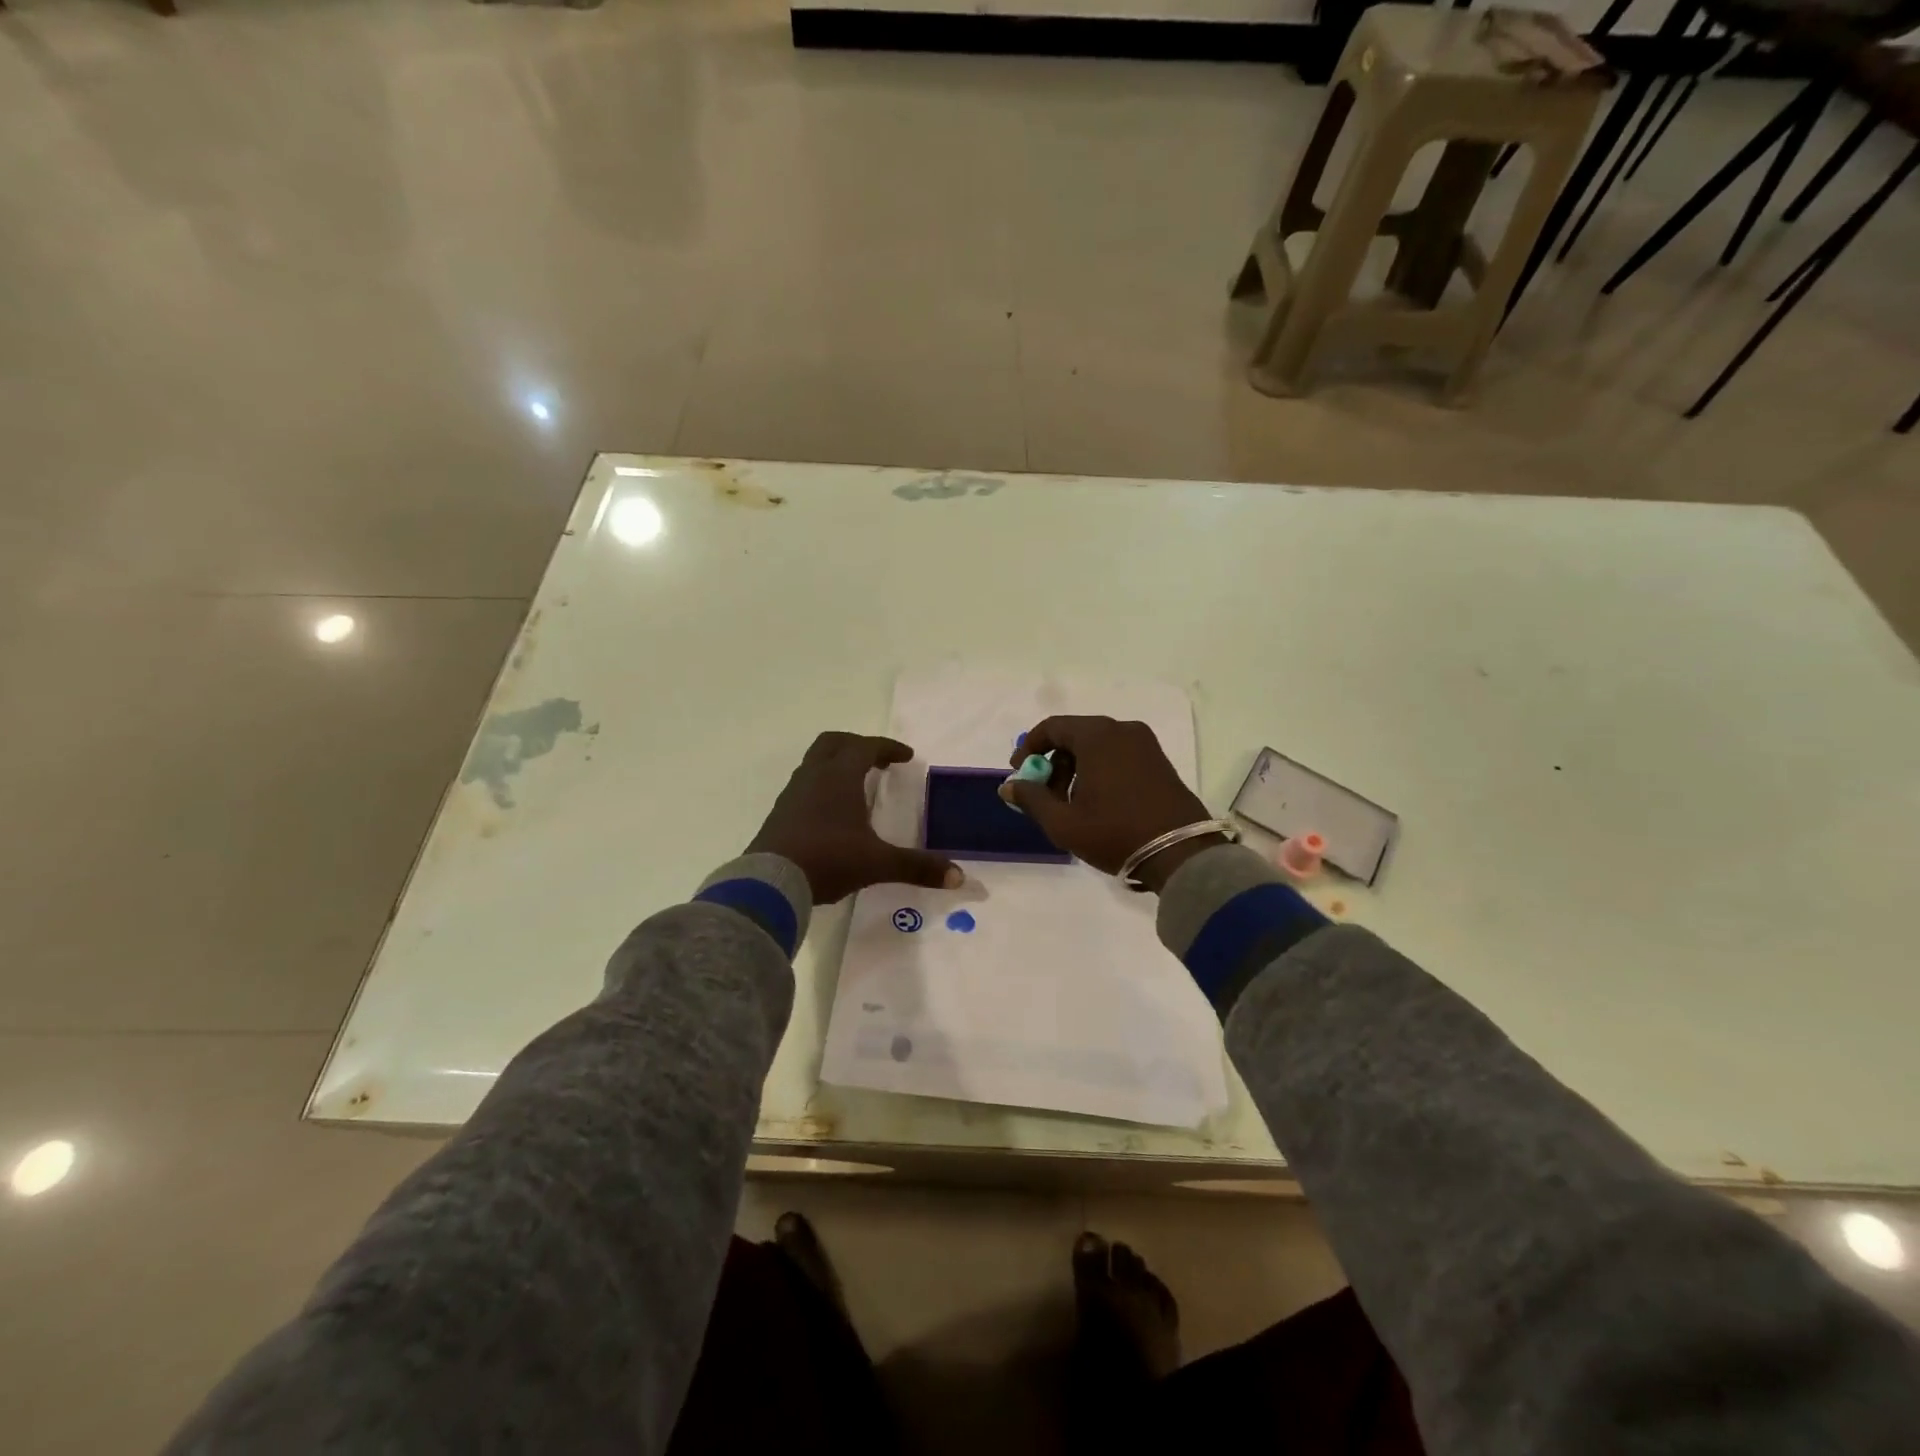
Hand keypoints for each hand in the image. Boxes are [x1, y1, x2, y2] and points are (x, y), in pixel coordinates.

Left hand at [748, 732, 962, 903]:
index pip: (866, 746)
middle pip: (833, 743)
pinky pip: (803, 786)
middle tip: (877, 761)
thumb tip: (959, 876)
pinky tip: (830, 813)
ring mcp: (792, 794)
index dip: (888, 748)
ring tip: (855, 786)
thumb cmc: (828, 859)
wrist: (770, 882)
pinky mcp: (779, 814)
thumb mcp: (878, 863)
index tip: (906, 757)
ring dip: (836, 765)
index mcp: (840, 777)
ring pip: (815, 763)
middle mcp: (814, 776)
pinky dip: (821, 787)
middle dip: (857, 745)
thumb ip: (917, 867)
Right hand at [1000, 717, 1223, 892]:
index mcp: (1097, 736)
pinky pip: (1117, 755)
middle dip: (1053, 763)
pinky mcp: (1159, 760)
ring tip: (1070, 805)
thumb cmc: (1115, 833)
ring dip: (1075, 769)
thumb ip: (1031, 798)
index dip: (1029, 748)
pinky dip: (1098, 770)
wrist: (1181, 853)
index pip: (1051, 727)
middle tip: (1044, 795)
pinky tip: (1096, 802)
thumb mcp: (1063, 822)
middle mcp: (1122, 730)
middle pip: (1074, 736)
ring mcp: (1145, 744)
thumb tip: (1009, 786)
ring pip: (1097, 746)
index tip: (1019, 773)